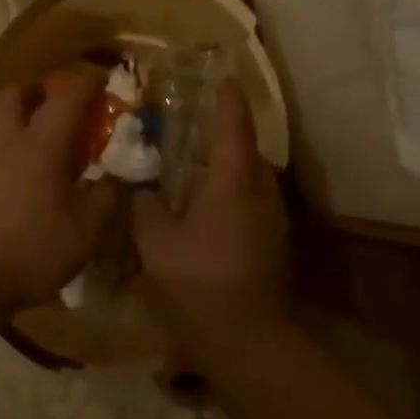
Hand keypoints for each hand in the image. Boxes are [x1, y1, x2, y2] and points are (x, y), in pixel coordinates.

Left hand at [0, 69, 119, 314]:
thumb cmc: (29, 252)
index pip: (65, 100)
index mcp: (39, 147)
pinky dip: (4, 154)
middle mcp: (5, 145)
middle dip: (34, 89)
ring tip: (38, 142)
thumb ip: (105, 201)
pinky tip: (17, 180)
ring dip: (15, 120)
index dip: (84, 85)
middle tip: (53, 98)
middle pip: (12, 96)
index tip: (99, 78)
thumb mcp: (83, 233)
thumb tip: (117, 182)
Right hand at [132, 81, 289, 333]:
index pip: (234, 126)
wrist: (246, 338)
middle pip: (249, 153)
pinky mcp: (277, 246)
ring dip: (232, 173)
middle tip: (197, 133)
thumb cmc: (197, 280)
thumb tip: (141, 190)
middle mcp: (262, 193)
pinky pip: (256, 208)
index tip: (222, 80)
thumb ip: (145, 207)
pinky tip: (212, 217)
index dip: (227, 100)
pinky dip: (236, 200)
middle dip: (227, 139)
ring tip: (200, 174)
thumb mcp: (155, 242)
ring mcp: (275, 221)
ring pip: (254, 183)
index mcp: (234, 181)